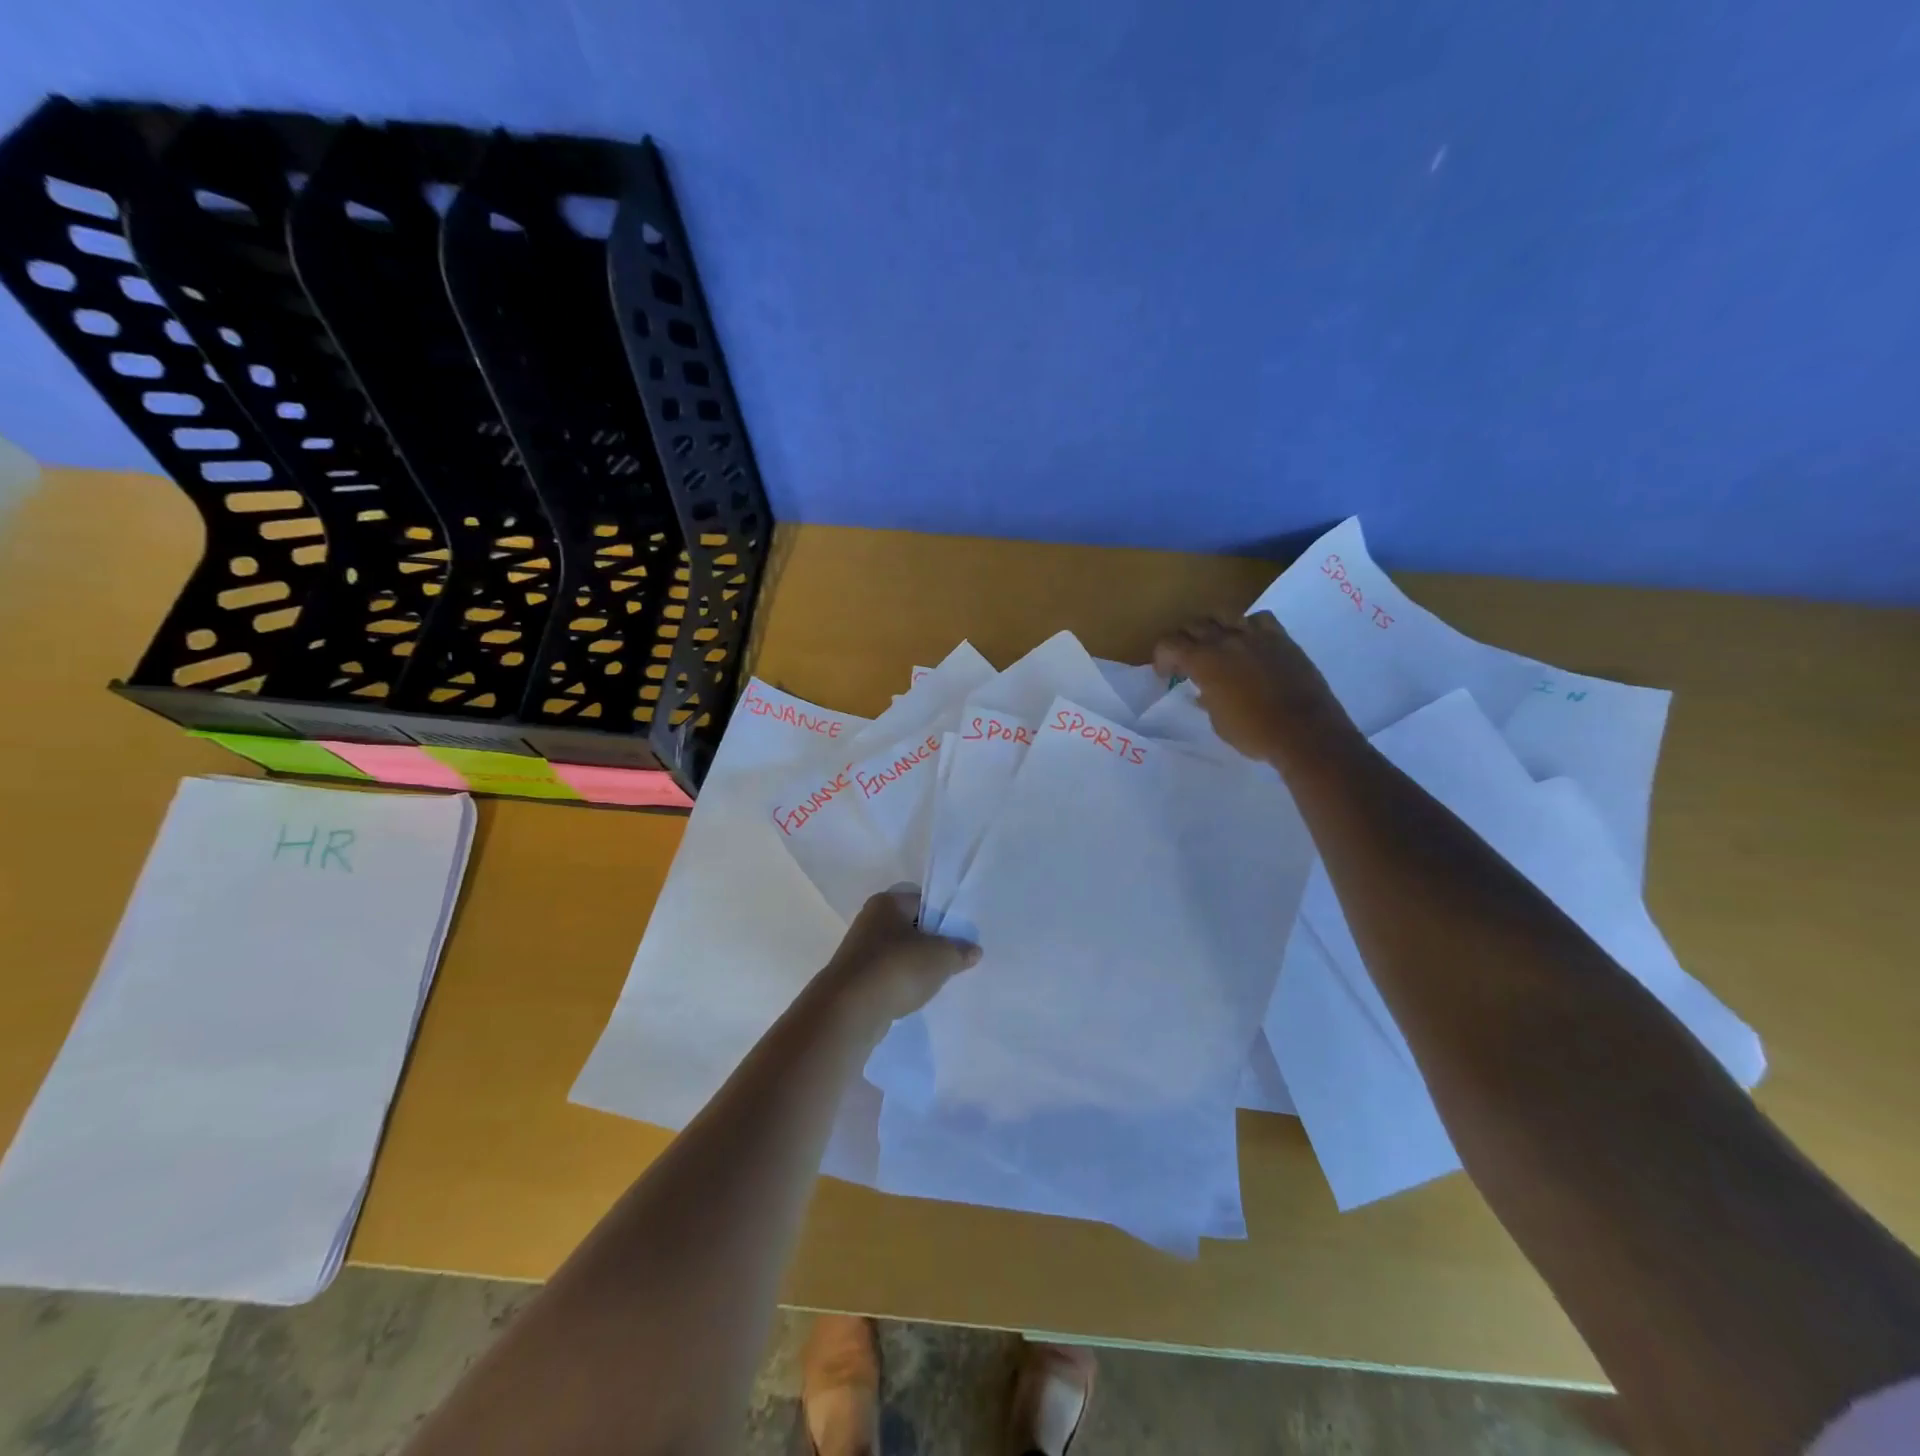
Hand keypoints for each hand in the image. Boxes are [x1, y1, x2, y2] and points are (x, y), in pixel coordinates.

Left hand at [824, 886, 981, 1024]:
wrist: (849, 1010)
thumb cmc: (897, 968)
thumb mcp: (941, 957)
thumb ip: (960, 950)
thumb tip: (974, 950)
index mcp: (887, 902)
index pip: (924, 901)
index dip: (945, 917)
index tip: (963, 936)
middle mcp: (870, 920)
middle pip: (911, 926)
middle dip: (933, 942)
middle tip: (955, 958)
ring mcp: (860, 950)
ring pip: (899, 952)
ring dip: (917, 965)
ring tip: (938, 980)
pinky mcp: (855, 978)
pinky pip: (887, 974)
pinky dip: (901, 982)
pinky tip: (915, 996)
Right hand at [1152, 611, 1352, 764]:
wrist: (1305, 732)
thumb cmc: (1254, 733)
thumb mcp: (1219, 722)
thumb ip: (1208, 699)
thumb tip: (1206, 690)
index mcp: (1204, 662)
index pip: (1169, 644)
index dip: (1162, 657)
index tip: (1166, 673)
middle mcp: (1226, 641)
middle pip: (1194, 625)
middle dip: (1184, 641)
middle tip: (1187, 660)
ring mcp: (1256, 636)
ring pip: (1224, 615)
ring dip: (1214, 628)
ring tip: (1217, 645)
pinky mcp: (1281, 638)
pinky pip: (1259, 619)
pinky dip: (1248, 626)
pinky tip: (1250, 641)